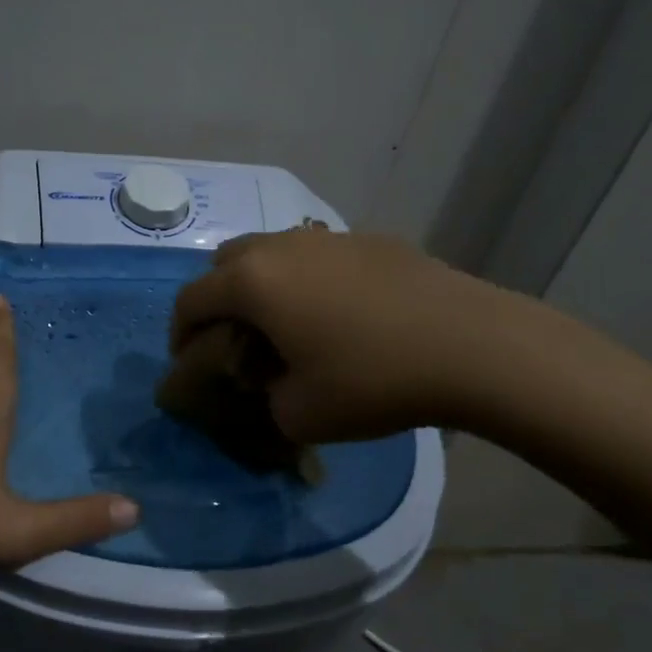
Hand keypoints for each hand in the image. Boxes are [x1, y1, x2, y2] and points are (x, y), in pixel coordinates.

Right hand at [169, 230, 525, 441]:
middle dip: (216, 299)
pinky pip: (317, 255)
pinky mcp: (370, 240)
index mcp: (252, 282)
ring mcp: (328, 238)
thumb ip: (264, 399)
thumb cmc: (372, 380)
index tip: (190, 362)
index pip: (190, 300)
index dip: (179, 334)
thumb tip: (271, 384)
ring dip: (262, 284)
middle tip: (232, 338)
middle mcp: (281, 247)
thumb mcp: (299, 414)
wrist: (471, 346)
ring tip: (285, 324)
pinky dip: (306, 279)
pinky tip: (339, 314)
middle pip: (225, 262)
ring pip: (272, 251)